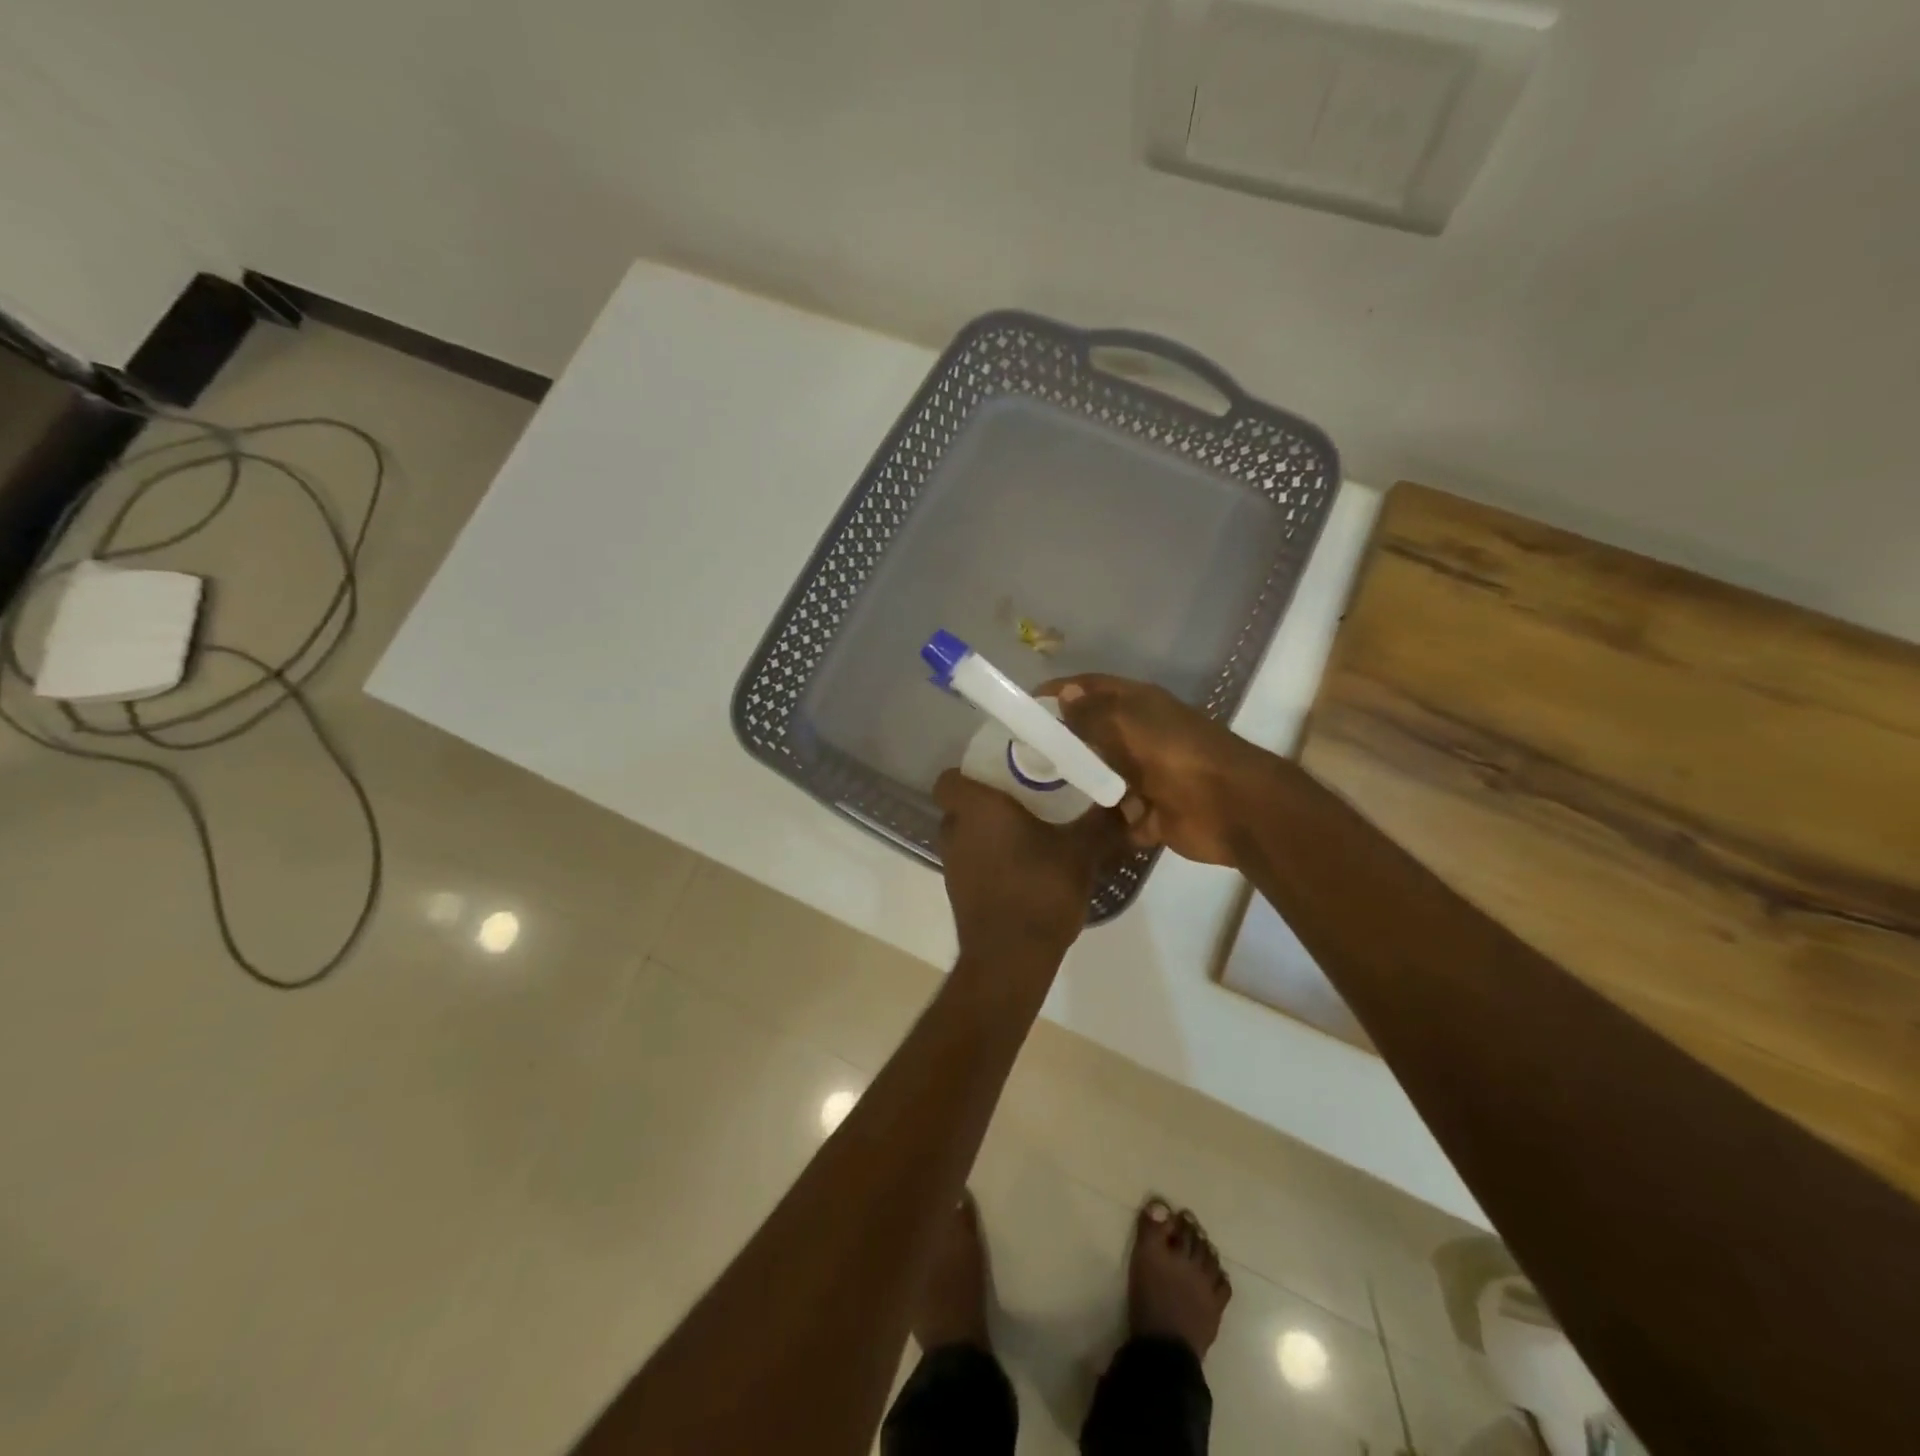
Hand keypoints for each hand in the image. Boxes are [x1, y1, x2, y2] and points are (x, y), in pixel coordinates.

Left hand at [935, 770, 1121, 965]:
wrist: (1010, 958)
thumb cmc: (1040, 890)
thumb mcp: (1081, 852)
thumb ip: (1104, 822)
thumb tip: (1130, 800)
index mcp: (976, 808)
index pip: (949, 778)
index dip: (971, 773)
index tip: (1004, 775)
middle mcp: (955, 831)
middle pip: (961, 805)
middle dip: (989, 803)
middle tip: (1025, 800)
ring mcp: (952, 864)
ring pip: (966, 835)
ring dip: (990, 833)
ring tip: (1030, 834)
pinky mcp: (957, 892)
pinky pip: (972, 862)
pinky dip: (991, 860)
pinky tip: (1024, 868)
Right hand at [1041, 674, 1281, 866]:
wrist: (1231, 807)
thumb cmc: (1177, 754)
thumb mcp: (1129, 723)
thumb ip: (1093, 712)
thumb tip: (1064, 693)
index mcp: (1139, 706)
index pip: (1092, 689)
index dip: (1062, 691)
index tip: (1027, 702)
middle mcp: (1141, 738)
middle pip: (1095, 735)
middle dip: (1064, 742)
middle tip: (1022, 753)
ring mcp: (1146, 778)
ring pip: (1102, 777)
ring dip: (1079, 784)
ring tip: (1035, 791)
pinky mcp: (1149, 814)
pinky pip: (1115, 817)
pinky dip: (1098, 822)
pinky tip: (1066, 825)